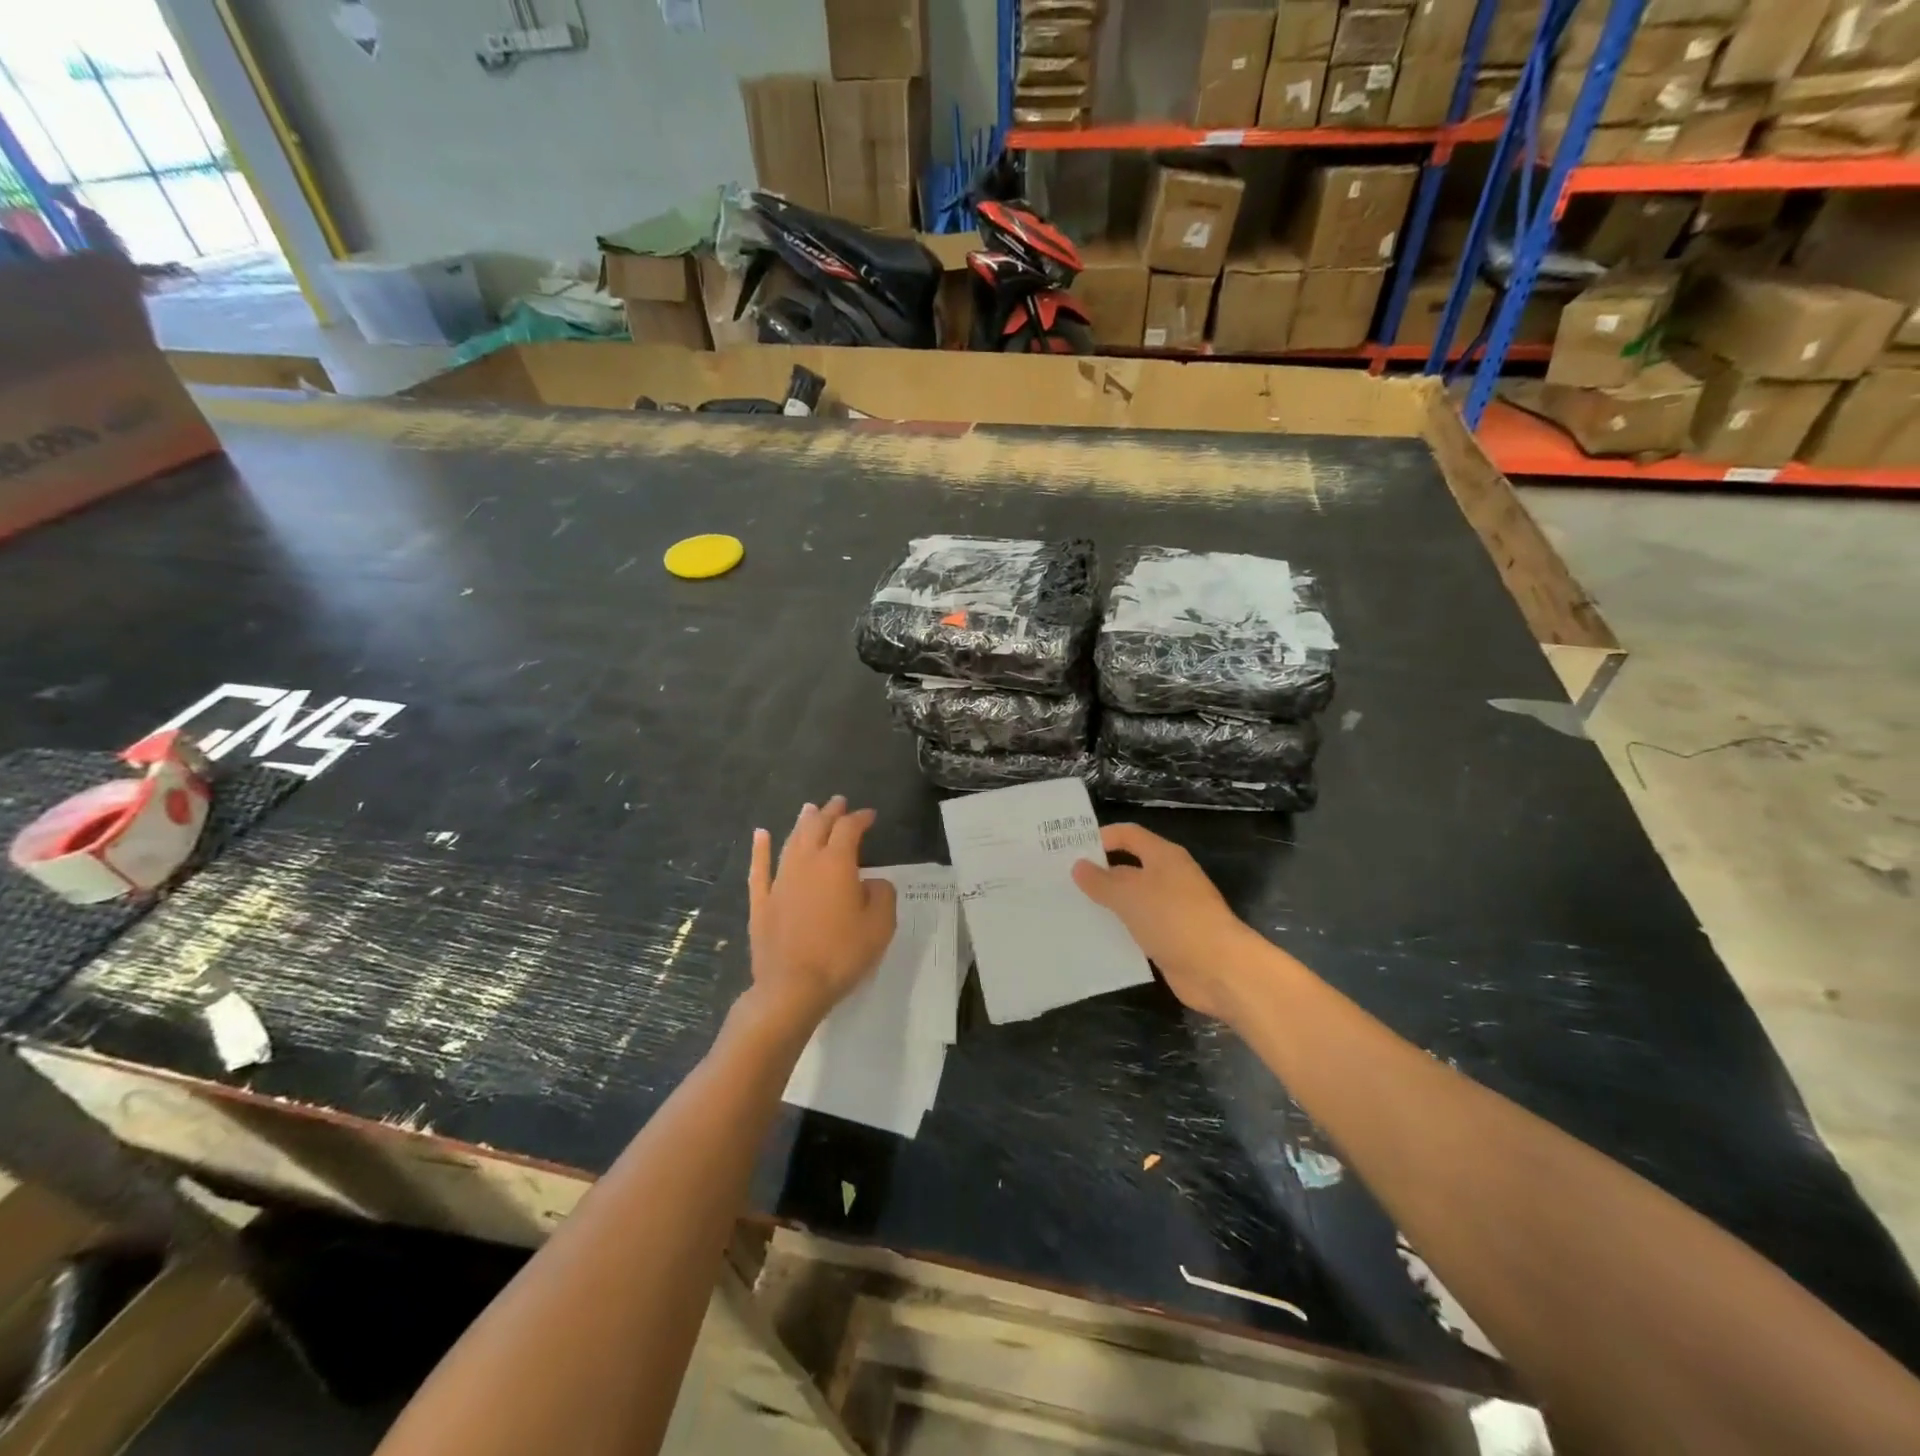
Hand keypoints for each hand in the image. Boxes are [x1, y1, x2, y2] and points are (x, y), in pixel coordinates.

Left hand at [745, 797, 895, 1030]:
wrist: (792, 986)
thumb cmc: (842, 954)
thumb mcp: (880, 926)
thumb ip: (882, 895)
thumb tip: (874, 882)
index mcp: (837, 863)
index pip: (849, 829)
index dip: (860, 818)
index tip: (870, 815)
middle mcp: (806, 862)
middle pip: (817, 827)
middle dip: (830, 812)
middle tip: (838, 802)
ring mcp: (780, 880)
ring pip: (791, 841)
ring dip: (802, 823)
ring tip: (809, 810)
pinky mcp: (761, 901)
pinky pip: (760, 867)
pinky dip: (761, 848)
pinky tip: (761, 834)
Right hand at [1072, 823, 1257, 1022]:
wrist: (1219, 969)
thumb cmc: (1174, 919)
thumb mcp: (1130, 895)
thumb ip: (1101, 881)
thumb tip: (1079, 866)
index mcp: (1164, 856)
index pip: (1128, 835)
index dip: (1101, 837)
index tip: (1070, 849)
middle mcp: (1169, 878)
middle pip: (1129, 867)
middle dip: (1099, 873)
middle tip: (1062, 881)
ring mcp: (1172, 909)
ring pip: (1132, 900)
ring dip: (1107, 904)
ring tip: (1071, 909)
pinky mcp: (1171, 938)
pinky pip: (1139, 927)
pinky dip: (1119, 930)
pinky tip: (1095, 937)